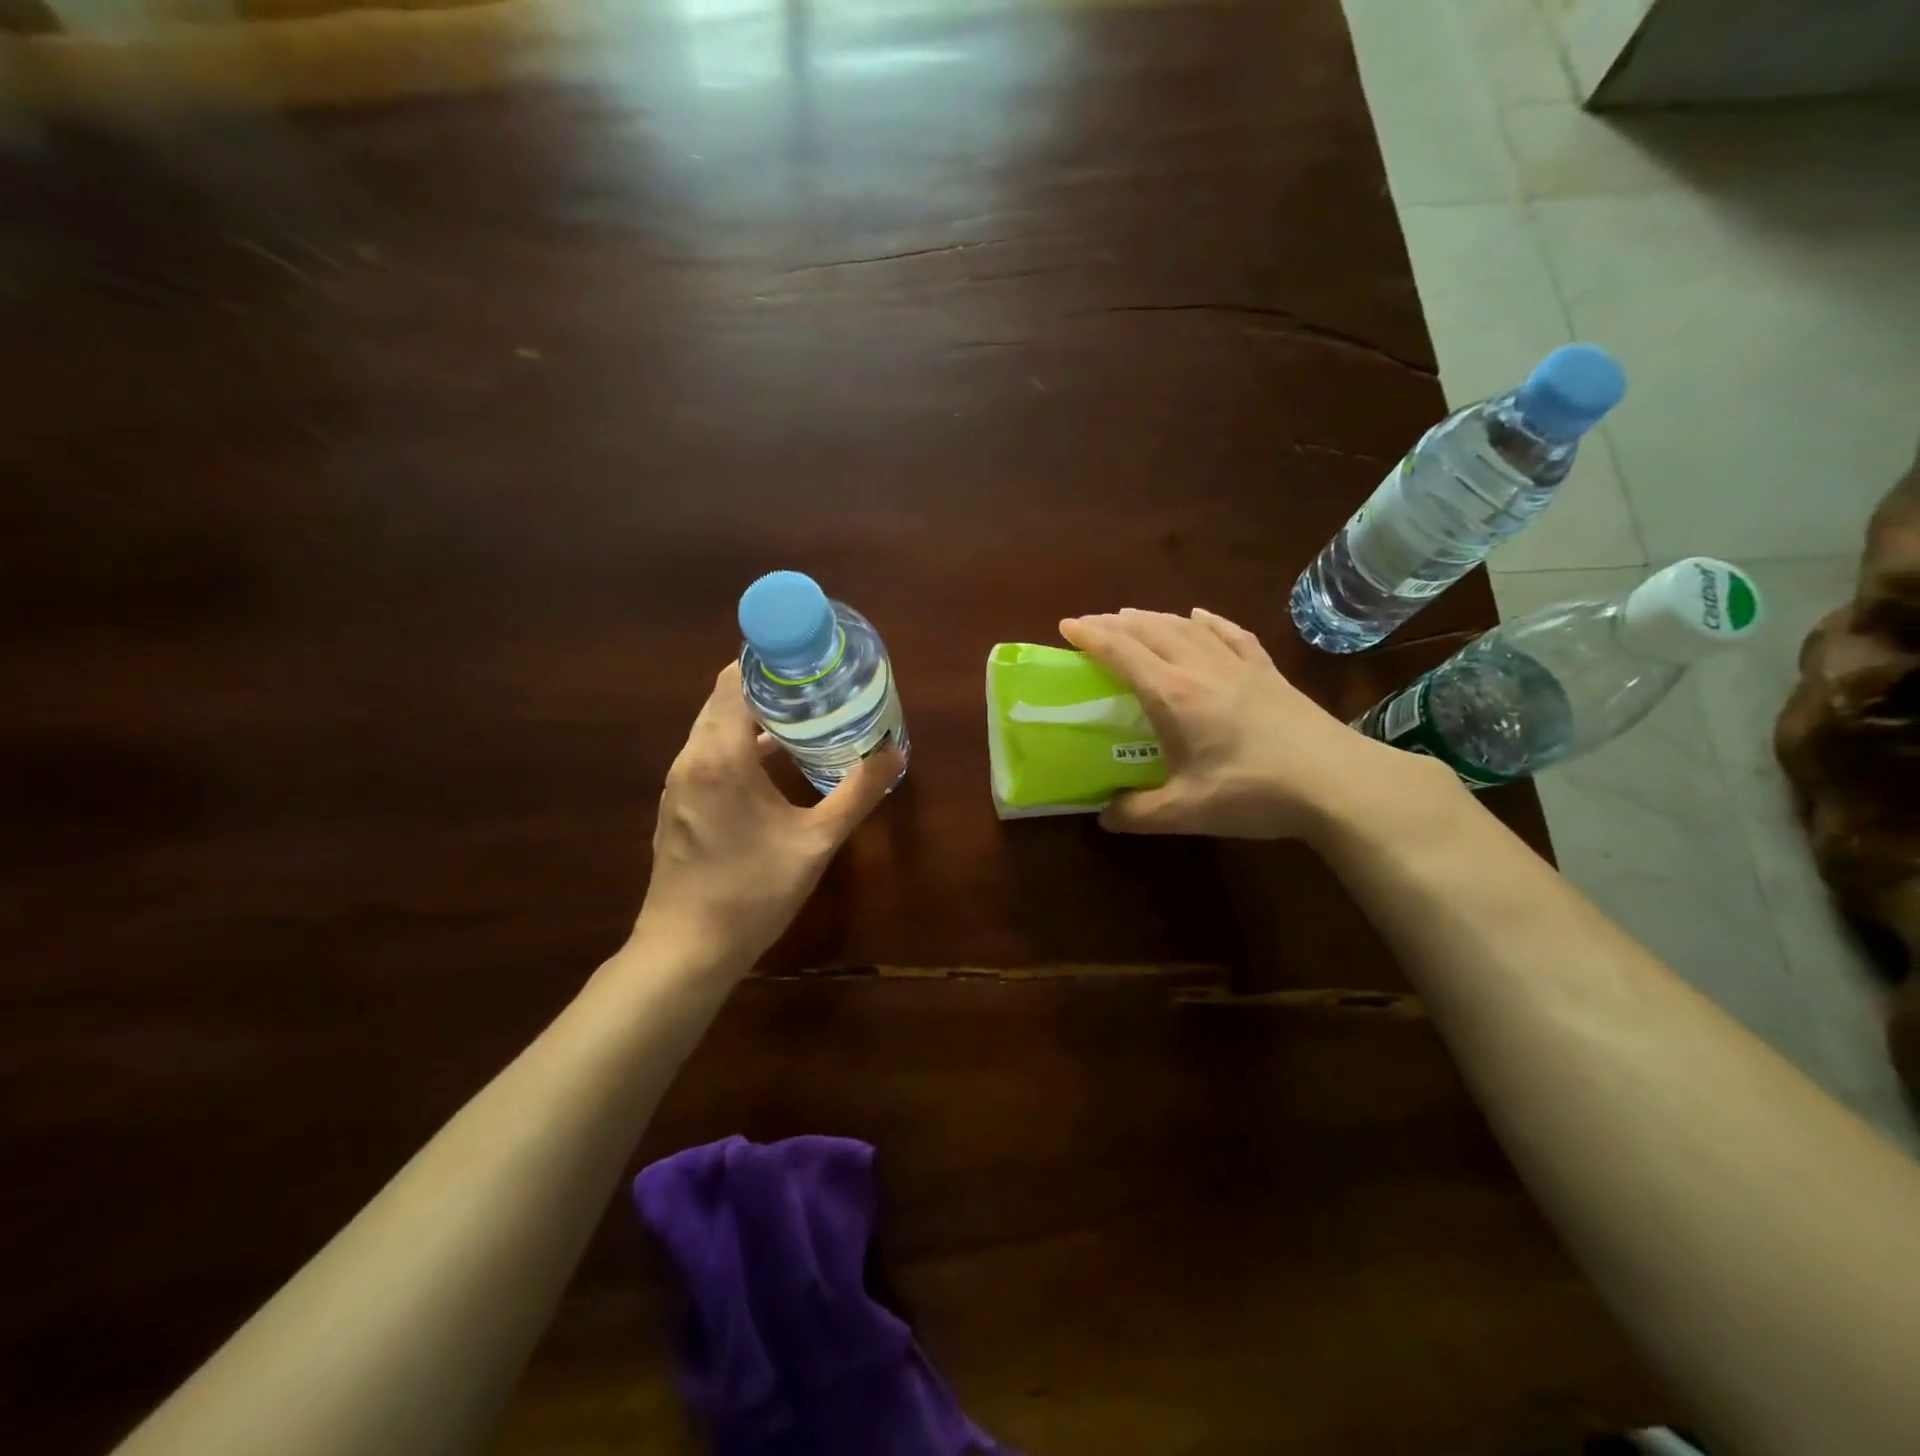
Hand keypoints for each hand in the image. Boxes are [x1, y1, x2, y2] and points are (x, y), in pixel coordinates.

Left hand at [632, 663, 900, 975]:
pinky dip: (740, 745)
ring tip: (805, 716)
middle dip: (769, 688)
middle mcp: (691, 758)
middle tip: (818, 685)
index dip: (769, 662)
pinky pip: (709, 755)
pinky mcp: (678, 805)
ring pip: (715, 729)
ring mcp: (679, 783)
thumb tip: (895, 752)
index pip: (734, 680)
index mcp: (720, 756)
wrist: (686, 951)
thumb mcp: (816, 842)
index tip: (809, 658)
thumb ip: (857, 793)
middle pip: (725, 700)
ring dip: (754, 717)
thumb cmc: (752, 892)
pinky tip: (776, 763)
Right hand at [1060, 607, 1418, 840]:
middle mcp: (1201, 668)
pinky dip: (1207, 621)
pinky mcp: (1268, 672)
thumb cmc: (1253, 792)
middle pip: (1151, 630)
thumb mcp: (1185, 811)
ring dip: (1154, 617)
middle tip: (1092, 624)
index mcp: (1174, 695)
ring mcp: (1239, 665)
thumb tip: (1105, 816)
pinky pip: (1231, 633)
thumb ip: (1137, 813)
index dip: (1091, 636)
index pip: (1122, 652)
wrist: (1336, 782)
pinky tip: (1199, 615)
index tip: (1067, 625)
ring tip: (1133, 617)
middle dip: (1116, 622)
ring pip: (1187, 626)